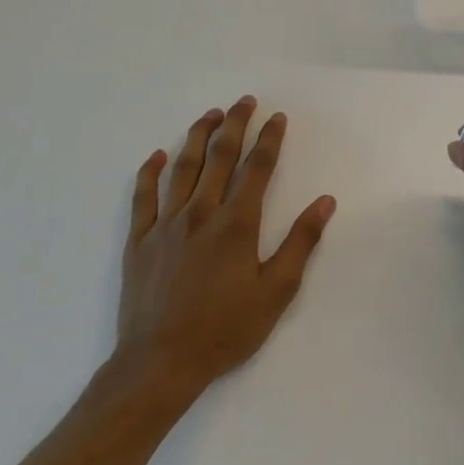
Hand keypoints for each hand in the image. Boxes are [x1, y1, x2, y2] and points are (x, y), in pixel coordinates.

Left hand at [110, 96, 335, 409]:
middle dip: (235, 125)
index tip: (277, 117)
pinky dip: (149, 173)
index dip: (269, 140)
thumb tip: (324, 201)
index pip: (257, 169)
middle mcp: (200, 214)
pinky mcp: (139, 242)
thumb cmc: (226, 329)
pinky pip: (142, 197)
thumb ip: (300, 242)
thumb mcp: (277, 291)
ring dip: (198, 137)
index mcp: (236, 224)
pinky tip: (157, 156)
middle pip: (219, 157)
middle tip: (244, 101)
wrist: (160, 363)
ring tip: (210, 115)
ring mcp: (165, 226)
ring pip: (182, 169)